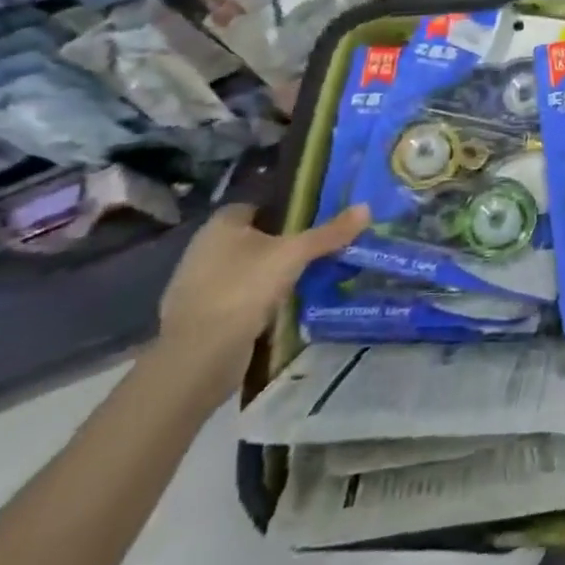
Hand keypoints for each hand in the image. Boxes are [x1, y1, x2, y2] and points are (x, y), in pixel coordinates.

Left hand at [156, 203, 367, 392]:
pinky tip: (281, 311)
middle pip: (253, 239)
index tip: (314, 223)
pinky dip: (256, 304)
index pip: (258, 207)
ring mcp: (198, 286)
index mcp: (221, 225)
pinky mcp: (200, 318)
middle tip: (317, 252)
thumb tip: (367, 208)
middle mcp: (204, 249)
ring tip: (307, 281)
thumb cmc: (243, 288)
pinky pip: (237, 301)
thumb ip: (329, 233)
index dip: (285, 212)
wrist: (198, 357)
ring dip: (269, 277)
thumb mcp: (294, 255)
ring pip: (245, 271)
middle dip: (281, 246)